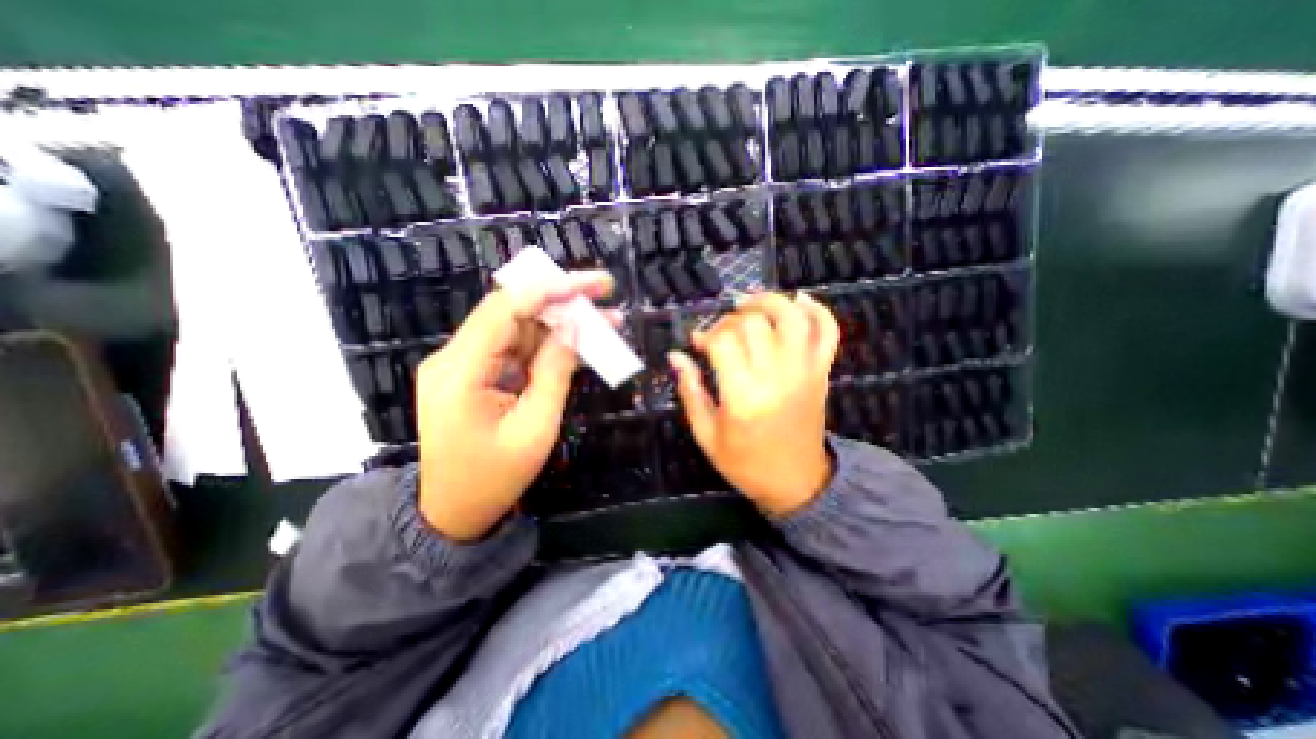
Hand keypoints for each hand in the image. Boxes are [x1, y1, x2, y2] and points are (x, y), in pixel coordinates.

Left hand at [416, 273, 617, 539]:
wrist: (456, 513)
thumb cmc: (495, 478)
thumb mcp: (536, 428)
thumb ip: (555, 372)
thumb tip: (574, 327)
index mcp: (460, 372)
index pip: (505, 310)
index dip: (550, 290)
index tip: (591, 284)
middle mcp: (454, 358)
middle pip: (512, 313)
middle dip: (561, 302)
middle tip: (605, 293)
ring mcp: (464, 365)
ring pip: (519, 329)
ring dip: (561, 324)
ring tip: (605, 321)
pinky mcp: (476, 375)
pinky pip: (516, 350)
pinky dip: (549, 346)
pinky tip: (580, 344)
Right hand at [670, 292, 840, 515]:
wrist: (797, 481)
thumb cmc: (745, 464)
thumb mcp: (707, 434)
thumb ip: (690, 391)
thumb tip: (676, 356)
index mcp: (743, 396)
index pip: (723, 341)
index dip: (706, 335)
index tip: (697, 344)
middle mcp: (776, 377)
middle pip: (754, 324)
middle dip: (730, 320)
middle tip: (720, 333)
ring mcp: (804, 371)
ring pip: (791, 317)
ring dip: (769, 302)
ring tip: (749, 305)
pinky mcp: (821, 372)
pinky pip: (827, 331)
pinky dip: (817, 310)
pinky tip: (799, 301)